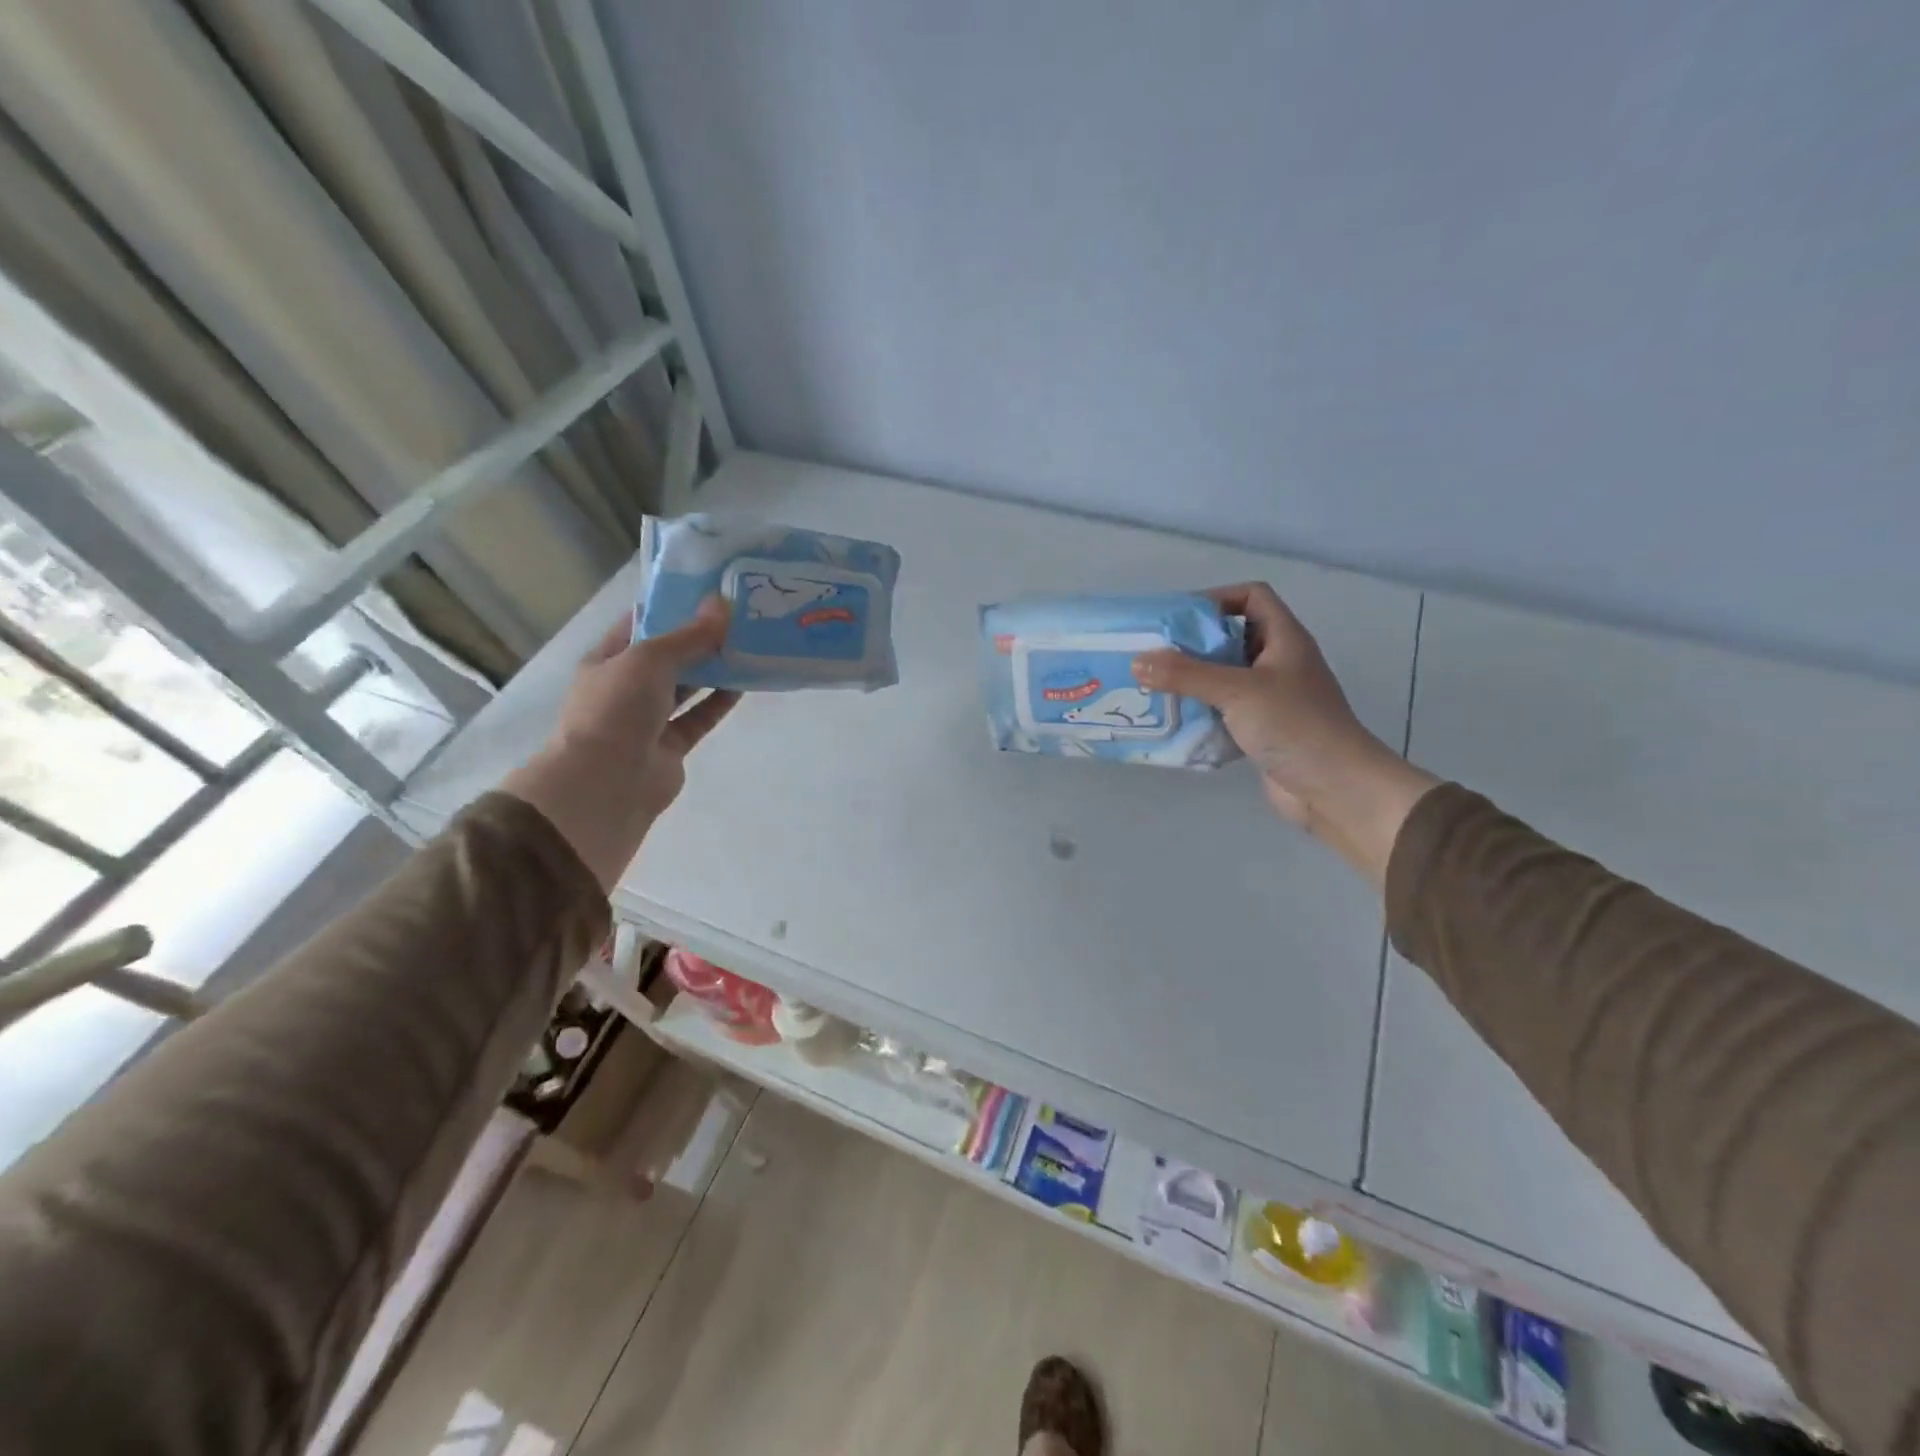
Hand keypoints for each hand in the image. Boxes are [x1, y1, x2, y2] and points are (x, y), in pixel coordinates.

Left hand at [504, 598, 738, 890]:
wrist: (606, 784)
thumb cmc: (616, 710)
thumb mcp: (649, 659)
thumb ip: (689, 636)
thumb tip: (723, 604)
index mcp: (607, 660)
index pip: (641, 624)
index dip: (672, 606)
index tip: (709, 590)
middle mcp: (625, 687)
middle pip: (668, 655)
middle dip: (699, 637)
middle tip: (739, 615)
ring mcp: (648, 719)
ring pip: (686, 687)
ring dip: (713, 669)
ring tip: (748, 644)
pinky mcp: (671, 746)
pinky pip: (699, 717)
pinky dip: (719, 701)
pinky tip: (745, 682)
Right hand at [1132, 583, 1437, 884]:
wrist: (1335, 788)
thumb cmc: (1294, 725)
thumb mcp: (1237, 691)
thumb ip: (1186, 674)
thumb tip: (1137, 662)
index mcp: (1284, 639)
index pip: (1252, 597)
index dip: (1217, 598)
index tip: (1178, 618)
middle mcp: (1279, 662)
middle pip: (1232, 636)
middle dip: (1193, 643)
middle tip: (1153, 653)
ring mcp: (1271, 697)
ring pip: (1225, 676)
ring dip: (1193, 679)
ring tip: (1154, 684)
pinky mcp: (1261, 729)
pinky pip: (1224, 710)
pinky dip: (1201, 710)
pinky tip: (1174, 718)